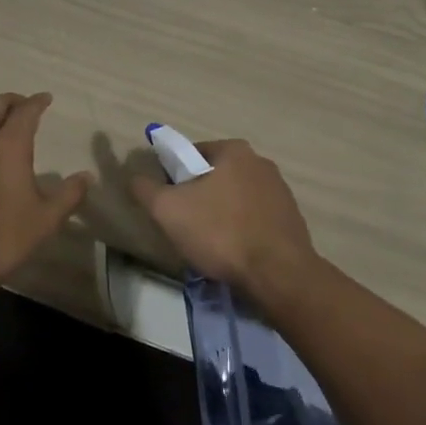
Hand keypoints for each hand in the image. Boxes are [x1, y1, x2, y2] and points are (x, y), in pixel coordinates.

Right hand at [130, 139, 319, 301]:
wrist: (278, 274)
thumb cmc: (221, 233)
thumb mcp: (169, 210)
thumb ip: (146, 189)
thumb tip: (134, 176)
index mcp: (234, 150)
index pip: (192, 154)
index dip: (175, 177)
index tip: (170, 204)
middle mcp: (260, 161)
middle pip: (216, 176)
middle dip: (200, 197)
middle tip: (187, 227)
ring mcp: (280, 190)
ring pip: (237, 198)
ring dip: (222, 215)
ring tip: (212, 246)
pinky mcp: (291, 218)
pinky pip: (256, 218)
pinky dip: (243, 230)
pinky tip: (236, 254)